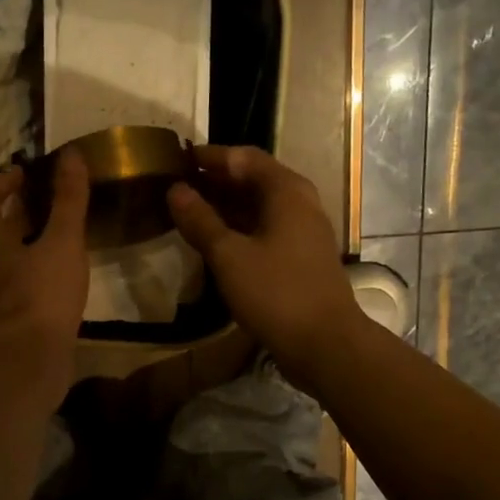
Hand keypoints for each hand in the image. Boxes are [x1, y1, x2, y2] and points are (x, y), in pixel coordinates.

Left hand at [0, 150, 89, 396]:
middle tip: (42, 201)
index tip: (23, 173)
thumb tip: (72, 154)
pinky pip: (12, 286)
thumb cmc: (41, 293)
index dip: (3, 182)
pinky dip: (29, 274)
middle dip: (13, 213)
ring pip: (1, 260)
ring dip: (21, 245)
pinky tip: (53, 278)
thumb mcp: (62, 240)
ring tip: (53, 237)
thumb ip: (68, 199)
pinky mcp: (2, 320)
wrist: (26, 360)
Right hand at [168, 145, 363, 392]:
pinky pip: (264, 229)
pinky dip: (238, 228)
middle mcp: (299, 202)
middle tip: (177, 185)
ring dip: (225, 206)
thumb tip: (175, 190)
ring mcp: (303, 231)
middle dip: (215, 180)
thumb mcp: (229, 256)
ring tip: (188, 212)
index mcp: (286, 191)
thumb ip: (200, 220)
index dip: (210, 156)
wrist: (324, 343)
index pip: (243, 157)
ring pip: (259, 206)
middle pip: (253, 179)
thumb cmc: (276, 293)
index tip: (177, 158)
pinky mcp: (301, 257)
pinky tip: (215, 242)